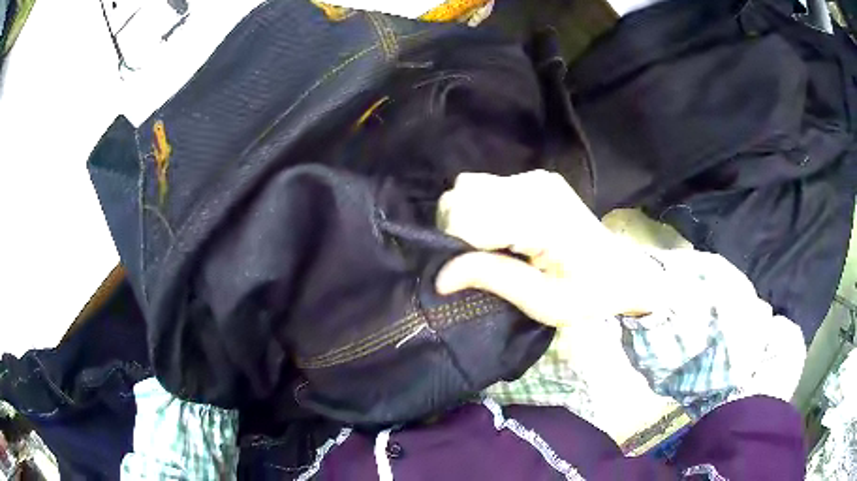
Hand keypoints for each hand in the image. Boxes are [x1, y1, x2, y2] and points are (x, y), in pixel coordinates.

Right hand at [435, 170, 664, 326]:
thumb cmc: (587, 294)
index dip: (455, 245)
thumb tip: (439, 278)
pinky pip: (485, 187)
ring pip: (468, 187)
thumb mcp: (542, 301)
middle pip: (461, 194)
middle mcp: (533, 186)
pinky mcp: (534, 179)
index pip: (465, 214)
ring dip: (466, 219)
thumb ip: (491, 279)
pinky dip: (480, 211)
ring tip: (490, 249)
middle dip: (455, 230)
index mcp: (540, 216)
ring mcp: (535, 178)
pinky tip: (502, 234)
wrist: (621, 272)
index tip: (468, 273)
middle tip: (479, 262)